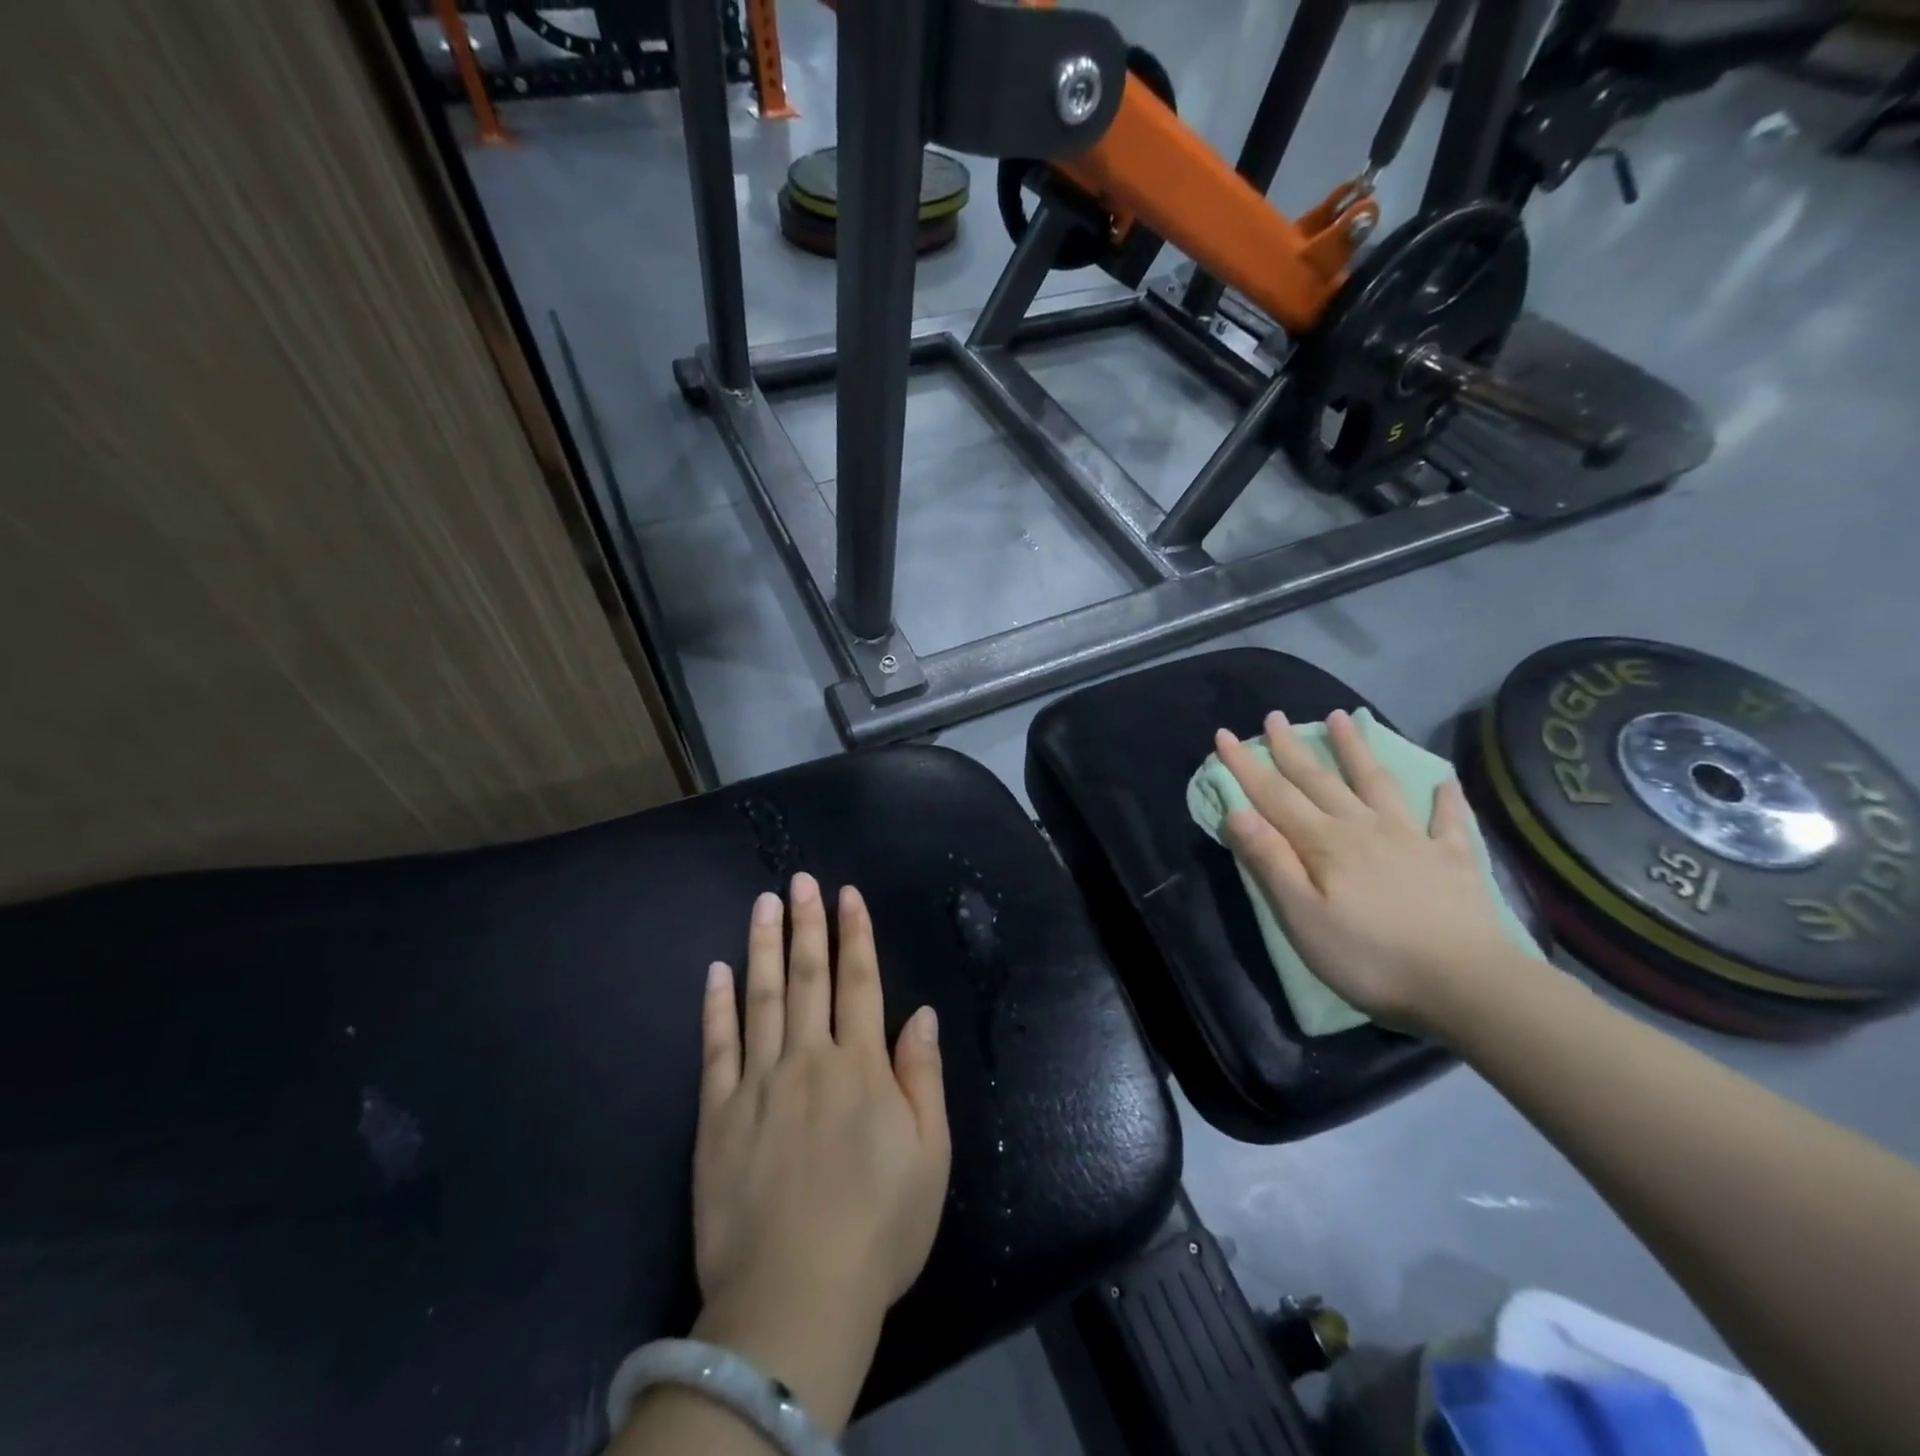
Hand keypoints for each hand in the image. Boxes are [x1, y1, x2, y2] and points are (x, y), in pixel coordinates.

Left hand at [690, 873, 949, 1432]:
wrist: (795, 1300)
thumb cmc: (878, 1229)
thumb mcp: (929, 1157)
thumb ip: (922, 1078)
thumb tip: (921, 1014)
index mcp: (862, 1068)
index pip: (860, 983)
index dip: (855, 935)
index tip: (847, 895)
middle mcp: (810, 1060)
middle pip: (808, 978)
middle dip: (808, 924)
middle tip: (802, 881)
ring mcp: (759, 1084)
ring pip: (761, 998)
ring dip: (764, 946)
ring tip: (764, 903)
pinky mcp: (718, 1115)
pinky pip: (717, 1049)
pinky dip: (717, 1006)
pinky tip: (717, 971)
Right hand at [1215, 710, 1530, 1033]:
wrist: (1466, 984)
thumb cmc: (1369, 957)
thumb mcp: (1302, 917)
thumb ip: (1271, 861)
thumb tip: (1238, 812)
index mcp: (1324, 843)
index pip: (1274, 796)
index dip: (1246, 765)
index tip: (1225, 734)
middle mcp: (1364, 827)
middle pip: (1320, 780)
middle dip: (1292, 748)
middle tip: (1275, 716)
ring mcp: (1413, 838)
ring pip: (1377, 783)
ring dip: (1357, 750)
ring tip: (1343, 718)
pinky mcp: (1454, 859)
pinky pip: (1448, 819)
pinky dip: (1445, 797)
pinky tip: (1444, 781)